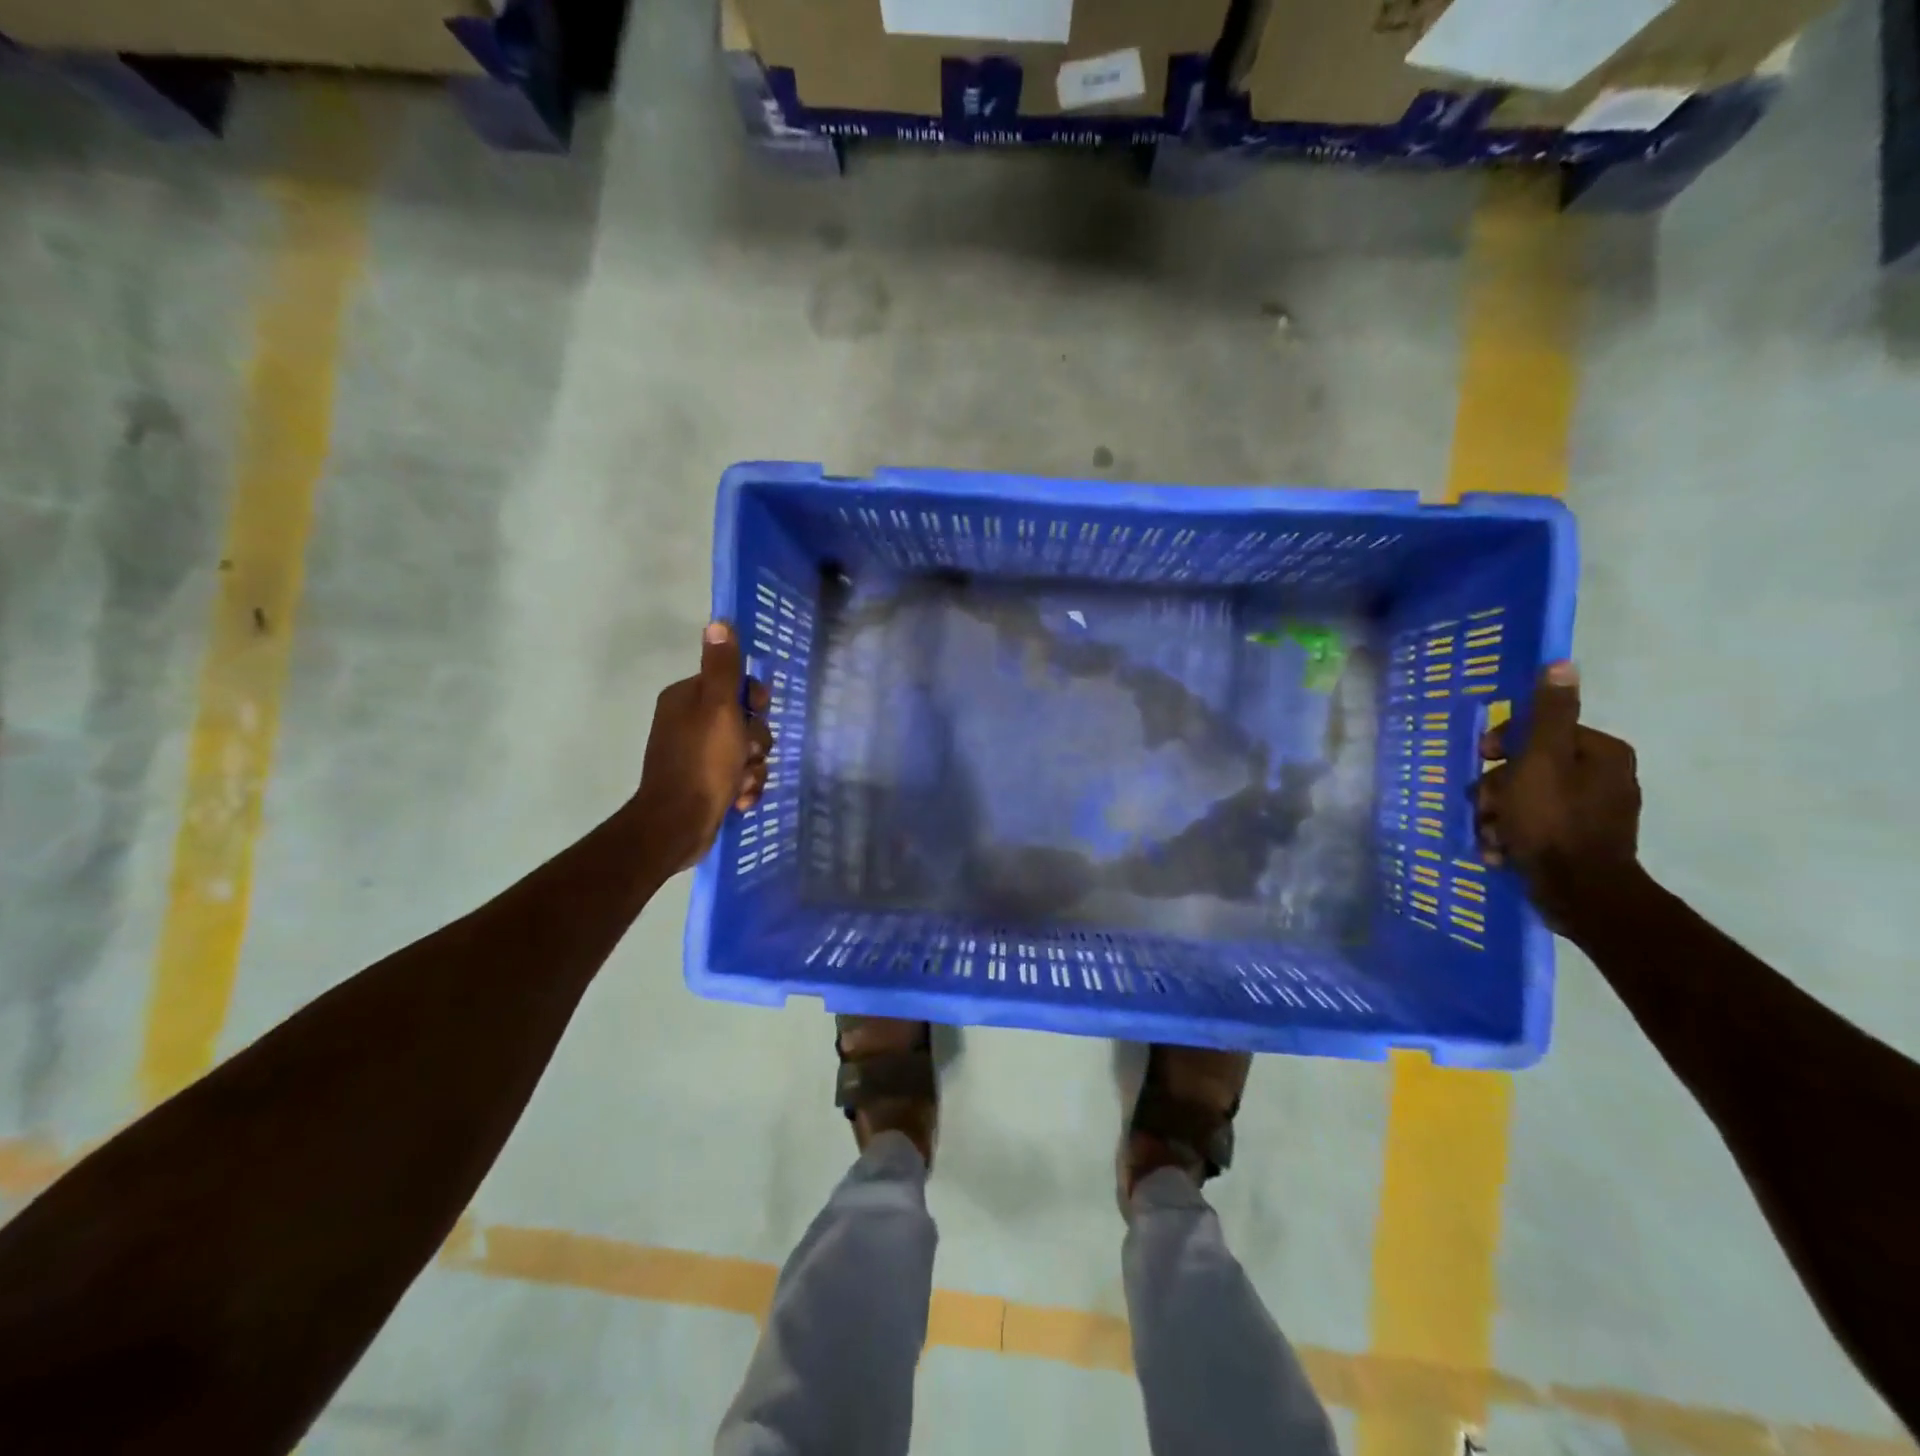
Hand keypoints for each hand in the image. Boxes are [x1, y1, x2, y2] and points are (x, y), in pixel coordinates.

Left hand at [633, 623, 772, 873]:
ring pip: (746, 751)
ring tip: (741, 783)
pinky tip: (739, 799)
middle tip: (748, 755)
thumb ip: (723, 668)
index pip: (734, 684)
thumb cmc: (702, 762)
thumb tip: (718, 621)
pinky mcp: (704, 782)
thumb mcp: (719, 709)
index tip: (757, 713)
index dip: (754, 700)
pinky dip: (744, 786)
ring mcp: (696, 754)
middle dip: (755, 741)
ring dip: (753, 768)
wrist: (678, 824)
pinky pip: (739, 775)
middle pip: (745, 720)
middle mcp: (689, 722)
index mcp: (687, 699)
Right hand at [1474, 662, 1641, 928]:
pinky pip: (1534, 827)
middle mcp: (1604, 778)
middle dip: (1497, 789)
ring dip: (1497, 815)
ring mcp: (1592, 813)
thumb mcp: (1542, 759)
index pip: (1540, 732)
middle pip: (1528, 768)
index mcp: (1601, 753)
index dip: (1504, 745)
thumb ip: (1549, 714)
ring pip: (1525, 800)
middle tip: (1484, 807)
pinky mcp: (1579, 842)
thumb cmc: (1553, 819)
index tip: (1484, 761)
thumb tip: (1562, 663)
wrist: (1579, 892)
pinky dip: (1512, 836)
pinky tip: (1502, 850)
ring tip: (1491, 835)